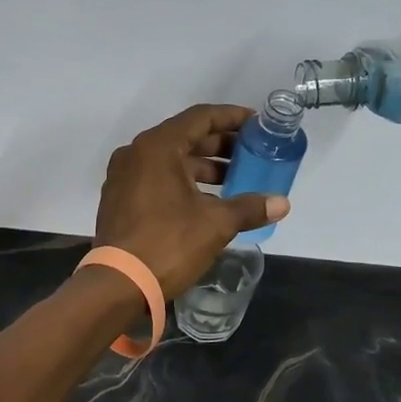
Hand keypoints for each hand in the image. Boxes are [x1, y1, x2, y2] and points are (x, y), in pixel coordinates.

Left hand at [94, 104, 290, 296]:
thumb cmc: (168, 243)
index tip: (256, 124)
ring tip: (235, 179)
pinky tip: (207, 200)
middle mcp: (136, 154)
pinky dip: (183, 182)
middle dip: (220, 145)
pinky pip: (156, 178)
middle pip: (185, 137)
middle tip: (251, 153)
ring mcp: (123, 177)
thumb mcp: (216, 224)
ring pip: (170, 160)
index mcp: (157, 147)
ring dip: (203, 167)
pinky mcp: (120, 200)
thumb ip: (249, 208)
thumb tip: (282, 203)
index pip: (200, 117)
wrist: (118, 284)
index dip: (231, 118)